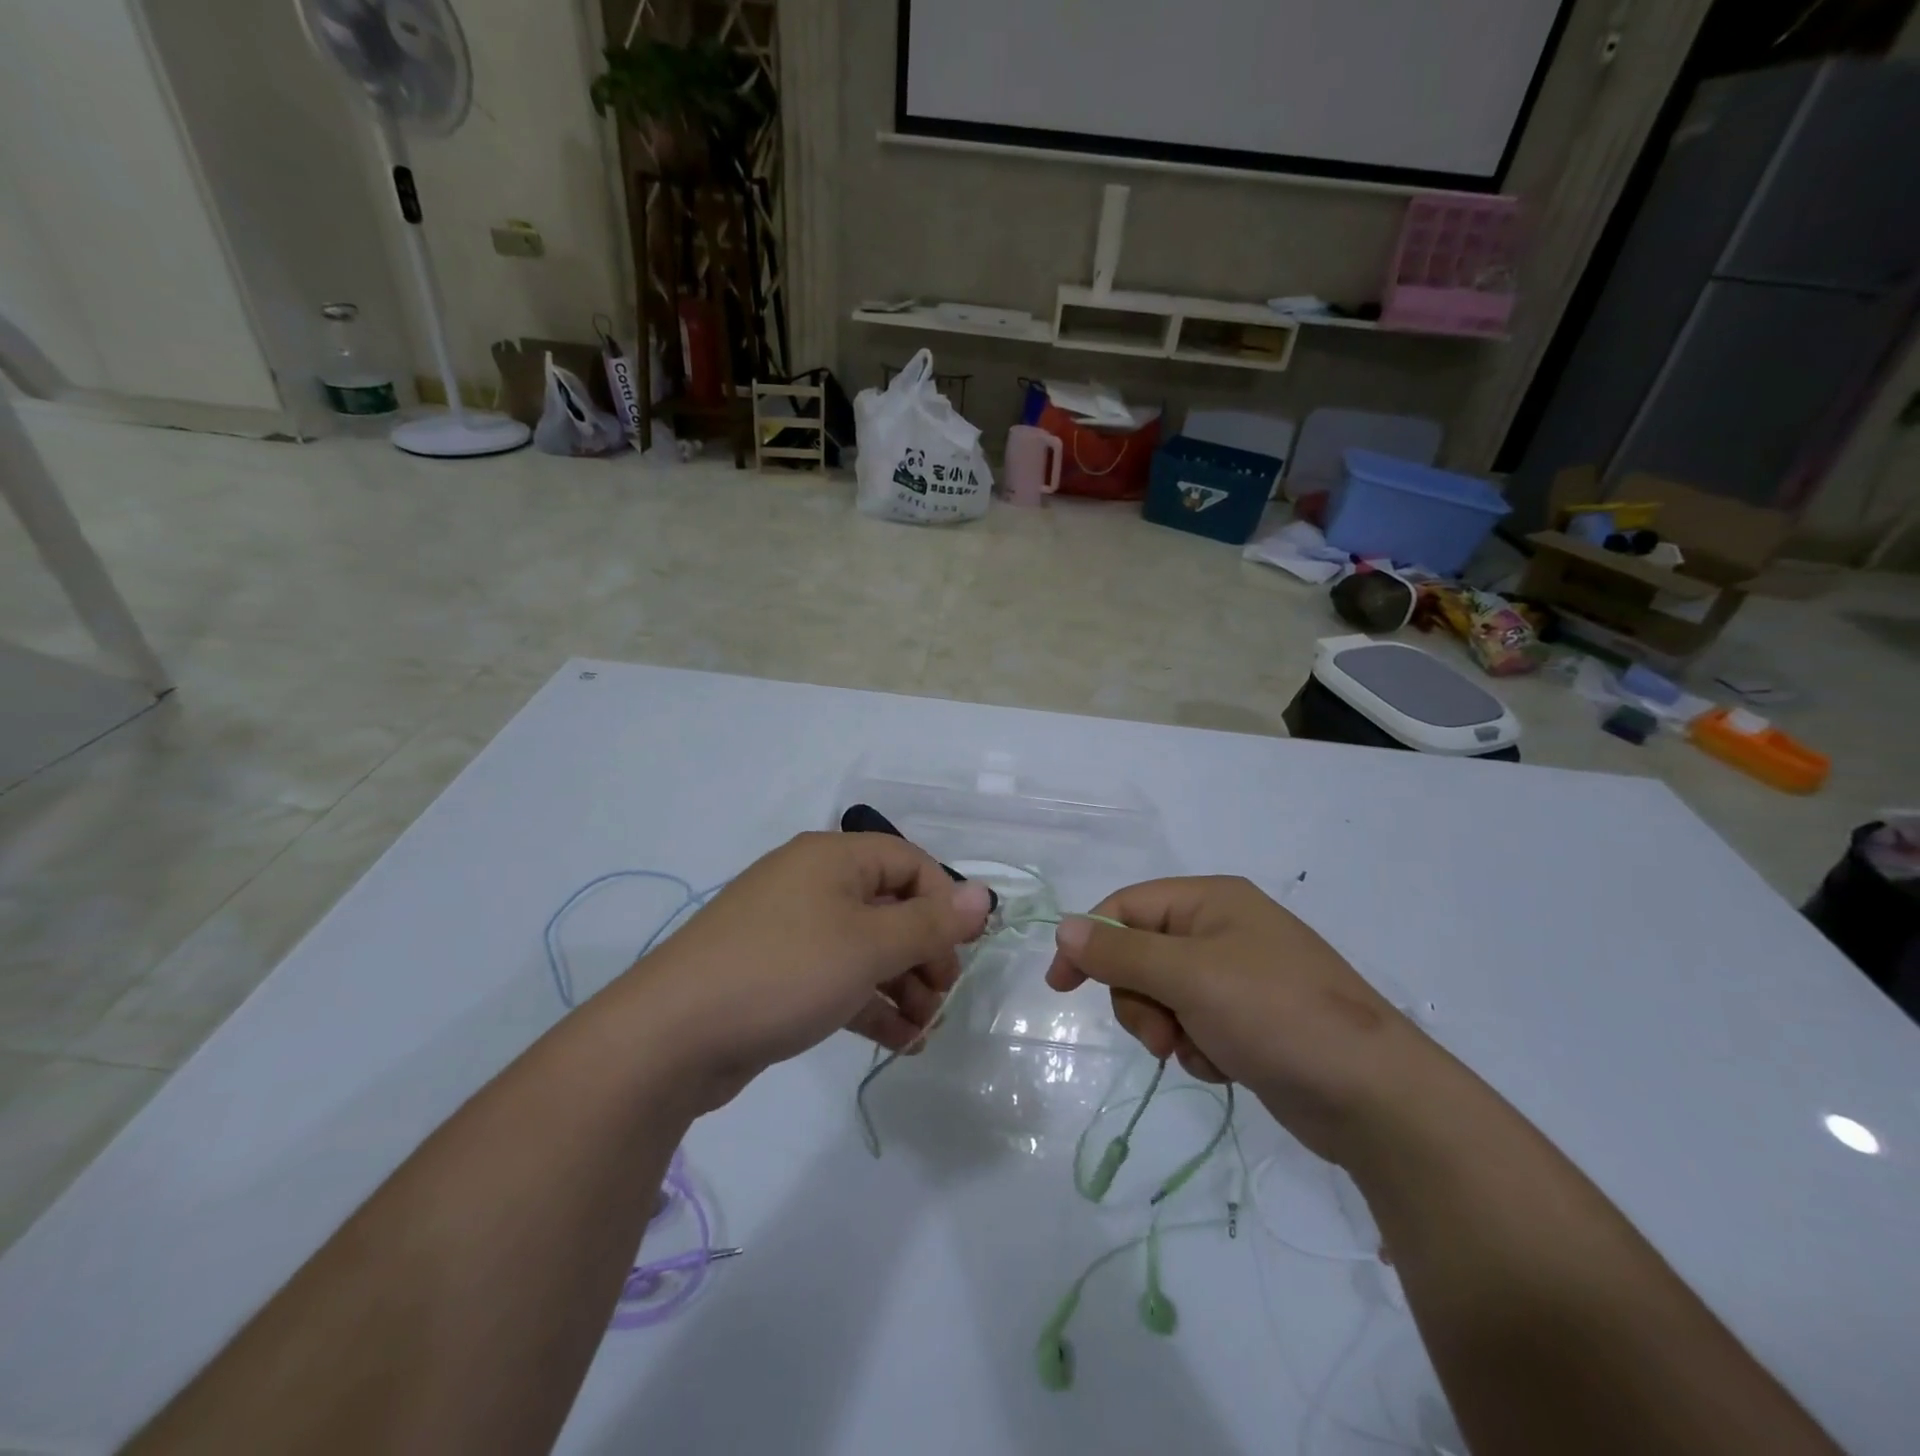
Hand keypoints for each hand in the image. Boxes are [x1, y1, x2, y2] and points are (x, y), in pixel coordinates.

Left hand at [618, 832, 991, 1107]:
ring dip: (902, 985)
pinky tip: (899, 1043)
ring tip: (924, 1031)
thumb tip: (983, 896)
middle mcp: (813, 884)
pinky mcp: (778, 974)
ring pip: (866, 948)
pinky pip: (839, 978)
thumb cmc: (784, 972)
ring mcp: (792, 930)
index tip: (963, 950)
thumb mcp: (869, 946)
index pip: (909, 862)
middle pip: (890, 906)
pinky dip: (870, 1004)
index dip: (943, 903)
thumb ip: (931, 923)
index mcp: (833, 858)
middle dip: (924, 953)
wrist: (671, 1037)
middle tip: (942, 998)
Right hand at [1046, 876, 1435, 1161]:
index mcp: (1210, 900)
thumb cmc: (1276, 1015)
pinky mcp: (1249, 1019)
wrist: (1375, 1097)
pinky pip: (1193, 1024)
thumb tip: (1064, 928)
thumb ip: (1121, 953)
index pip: (1126, 907)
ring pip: (1162, 995)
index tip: (1061, 986)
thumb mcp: (1189, 976)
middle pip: (1140, 954)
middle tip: (1161, 1032)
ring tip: (1197, 1051)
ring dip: (1167, 1027)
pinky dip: (1196, 1047)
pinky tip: (1224, 1065)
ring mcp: (1237, 976)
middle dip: (1140, 998)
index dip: (1088, 942)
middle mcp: (1222, 929)